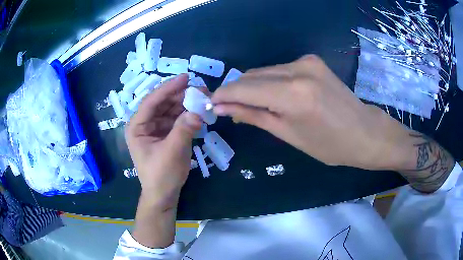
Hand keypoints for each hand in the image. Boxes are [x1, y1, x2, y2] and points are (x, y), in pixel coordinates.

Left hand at [125, 74, 201, 209]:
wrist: (164, 194)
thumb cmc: (162, 175)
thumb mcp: (172, 152)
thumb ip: (184, 129)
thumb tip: (198, 111)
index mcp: (137, 126)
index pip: (152, 101)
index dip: (168, 88)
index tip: (186, 77)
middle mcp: (145, 124)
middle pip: (162, 103)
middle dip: (181, 95)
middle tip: (201, 89)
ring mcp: (156, 128)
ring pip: (171, 109)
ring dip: (186, 104)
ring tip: (203, 99)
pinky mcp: (166, 133)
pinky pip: (177, 119)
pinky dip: (188, 115)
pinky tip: (199, 112)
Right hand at [212, 55, 413, 170]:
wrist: (365, 132)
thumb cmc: (330, 145)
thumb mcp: (289, 135)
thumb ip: (254, 116)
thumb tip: (224, 107)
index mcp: (293, 95)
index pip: (244, 88)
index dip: (224, 95)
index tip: (211, 103)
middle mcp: (298, 70)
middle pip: (252, 75)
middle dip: (236, 91)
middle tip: (229, 108)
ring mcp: (307, 62)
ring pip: (265, 71)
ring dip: (252, 86)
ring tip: (250, 105)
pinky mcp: (312, 60)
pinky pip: (279, 69)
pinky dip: (269, 82)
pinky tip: (272, 96)